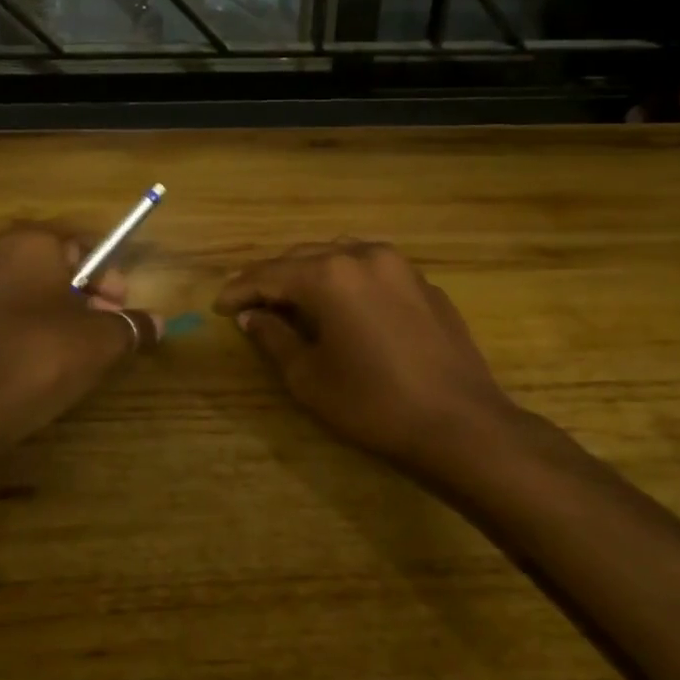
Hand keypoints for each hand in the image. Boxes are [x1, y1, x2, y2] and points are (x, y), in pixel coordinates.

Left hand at [0, 224, 161, 445]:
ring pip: (21, 301)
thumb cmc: (39, 357)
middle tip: (102, 337)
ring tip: (69, 360)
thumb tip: (156, 323)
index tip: (121, 310)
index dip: (108, 279)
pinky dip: (17, 341)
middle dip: (82, 301)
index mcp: (30, 246)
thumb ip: (131, 326)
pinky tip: (30, 374)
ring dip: (50, 322)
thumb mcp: (101, 342)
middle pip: (51, 274)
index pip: (82, 249)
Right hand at [215, 241, 515, 467]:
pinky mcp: (424, 284)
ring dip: (310, 273)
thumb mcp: (309, 378)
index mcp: (330, 275)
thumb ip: (273, 337)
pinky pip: (372, 270)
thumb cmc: (374, 404)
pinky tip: (342, 305)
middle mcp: (364, 256)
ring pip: (340, 256)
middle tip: (248, 301)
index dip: (240, 290)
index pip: (270, 274)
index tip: (218, 306)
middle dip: (273, 278)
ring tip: (291, 299)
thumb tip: (251, 315)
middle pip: (304, 257)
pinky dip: (346, 280)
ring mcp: (400, 266)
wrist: (461, 424)